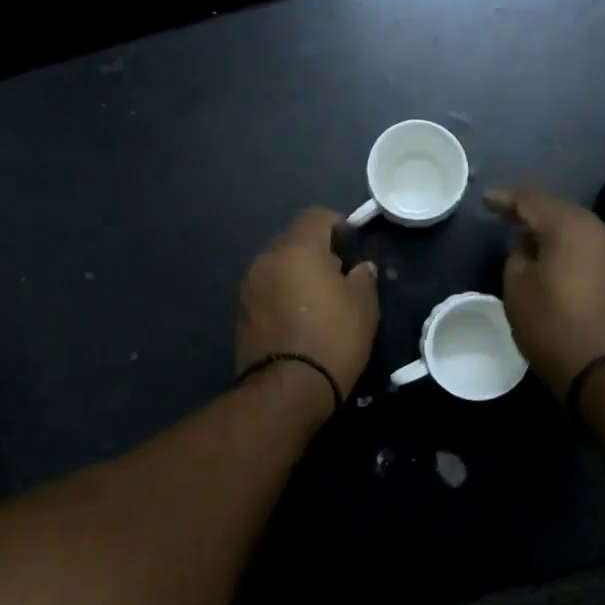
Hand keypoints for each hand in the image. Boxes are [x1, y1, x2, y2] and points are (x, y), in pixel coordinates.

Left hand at [235, 207, 380, 410]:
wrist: (287, 389)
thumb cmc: (333, 339)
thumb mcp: (363, 307)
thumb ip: (363, 278)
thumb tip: (361, 268)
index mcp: (297, 250)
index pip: (314, 216)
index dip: (336, 224)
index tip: (351, 246)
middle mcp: (267, 260)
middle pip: (292, 239)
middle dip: (315, 250)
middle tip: (338, 275)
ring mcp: (249, 286)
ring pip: (277, 265)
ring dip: (296, 273)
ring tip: (318, 300)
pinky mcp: (241, 312)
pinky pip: (266, 290)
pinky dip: (281, 294)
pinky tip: (298, 318)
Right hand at [487, 185, 604, 398]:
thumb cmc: (553, 327)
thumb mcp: (518, 290)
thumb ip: (517, 256)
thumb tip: (526, 243)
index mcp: (570, 227)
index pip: (532, 200)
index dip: (506, 199)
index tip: (486, 200)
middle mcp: (600, 230)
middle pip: (560, 210)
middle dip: (532, 211)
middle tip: (506, 214)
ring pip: (579, 229)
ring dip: (553, 230)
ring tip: (529, 238)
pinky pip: (592, 248)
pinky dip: (571, 247)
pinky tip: (556, 258)